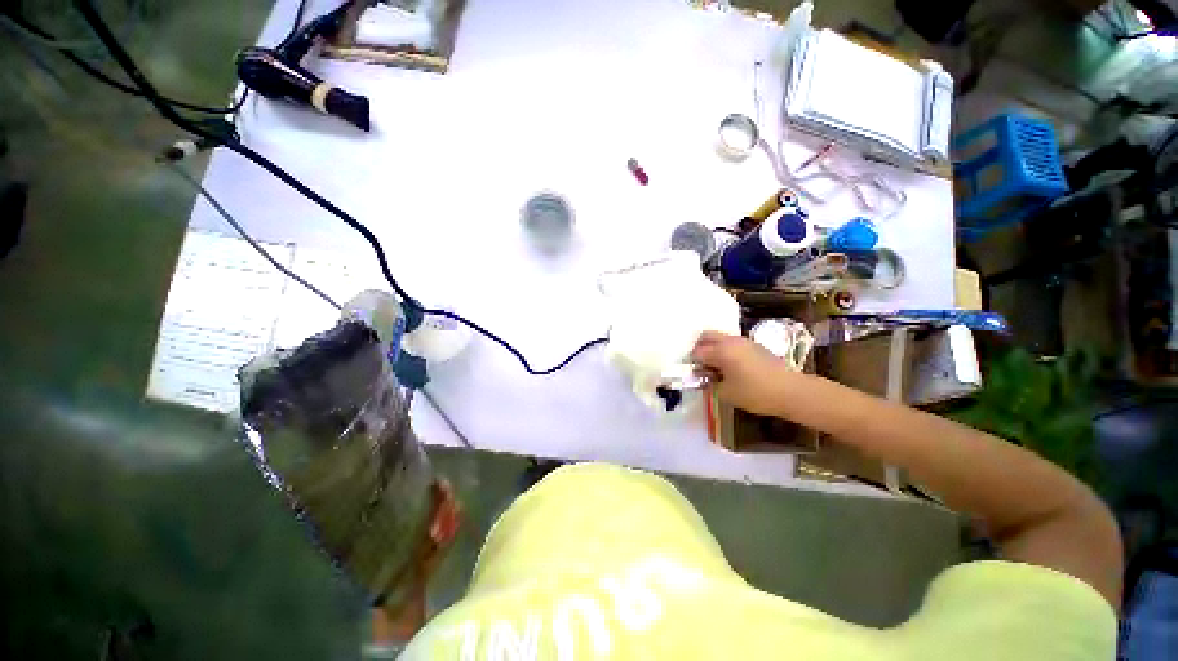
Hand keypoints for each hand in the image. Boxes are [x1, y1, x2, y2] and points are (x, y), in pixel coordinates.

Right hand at [691, 331, 800, 416]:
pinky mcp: (754, 345)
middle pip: (706, 336)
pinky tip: (730, 366)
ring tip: (715, 367)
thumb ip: (709, 384)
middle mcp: (730, 341)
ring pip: (720, 338)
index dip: (692, 364)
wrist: (791, 391)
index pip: (697, 352)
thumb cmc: (755, 393)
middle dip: (699, 348)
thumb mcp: (726, 393)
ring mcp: (744, 341)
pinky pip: (732, 343)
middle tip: (699, 365)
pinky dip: (725, 350)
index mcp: (721, 350)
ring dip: (713, 348)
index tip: (692, 375)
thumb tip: (703, 378)